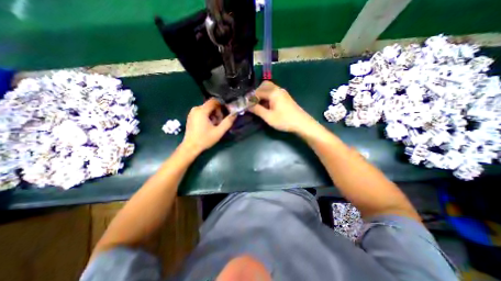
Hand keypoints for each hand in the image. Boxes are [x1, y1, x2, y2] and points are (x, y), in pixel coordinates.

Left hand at [182, 99, 235, 154]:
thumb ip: (228, 122)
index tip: (226, 113)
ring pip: (207, 109)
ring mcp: (192, 113)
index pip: (214, 101)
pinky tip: (209, 126)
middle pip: (211, 105)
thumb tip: (235, 114)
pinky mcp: (191, 117)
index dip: (222, 105)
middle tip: (220, 123)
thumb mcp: (219, 132)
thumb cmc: (205, 139)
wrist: (190, 147)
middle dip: (218, 112)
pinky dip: (208, 117)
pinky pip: (203, 112)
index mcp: (202, 110)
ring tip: (215, 125)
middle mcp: (196, 109)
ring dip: (214, 115)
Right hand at [251, 80, 315, 133]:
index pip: (257, 91)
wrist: (302, 123)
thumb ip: (257, 110)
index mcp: (273, 92)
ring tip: (258, 105)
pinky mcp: (285, 97)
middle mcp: (278, 89)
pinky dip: (268, 96)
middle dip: (256, 93)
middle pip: (264, 85)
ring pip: (269, 88)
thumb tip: (247, 105)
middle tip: (252, 103)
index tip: (246, 104)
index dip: (250, 98)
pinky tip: (267, 105)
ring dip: (262, 94)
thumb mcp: (268, 117)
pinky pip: (274, 92)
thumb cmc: (284, 120)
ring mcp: (282, 92)